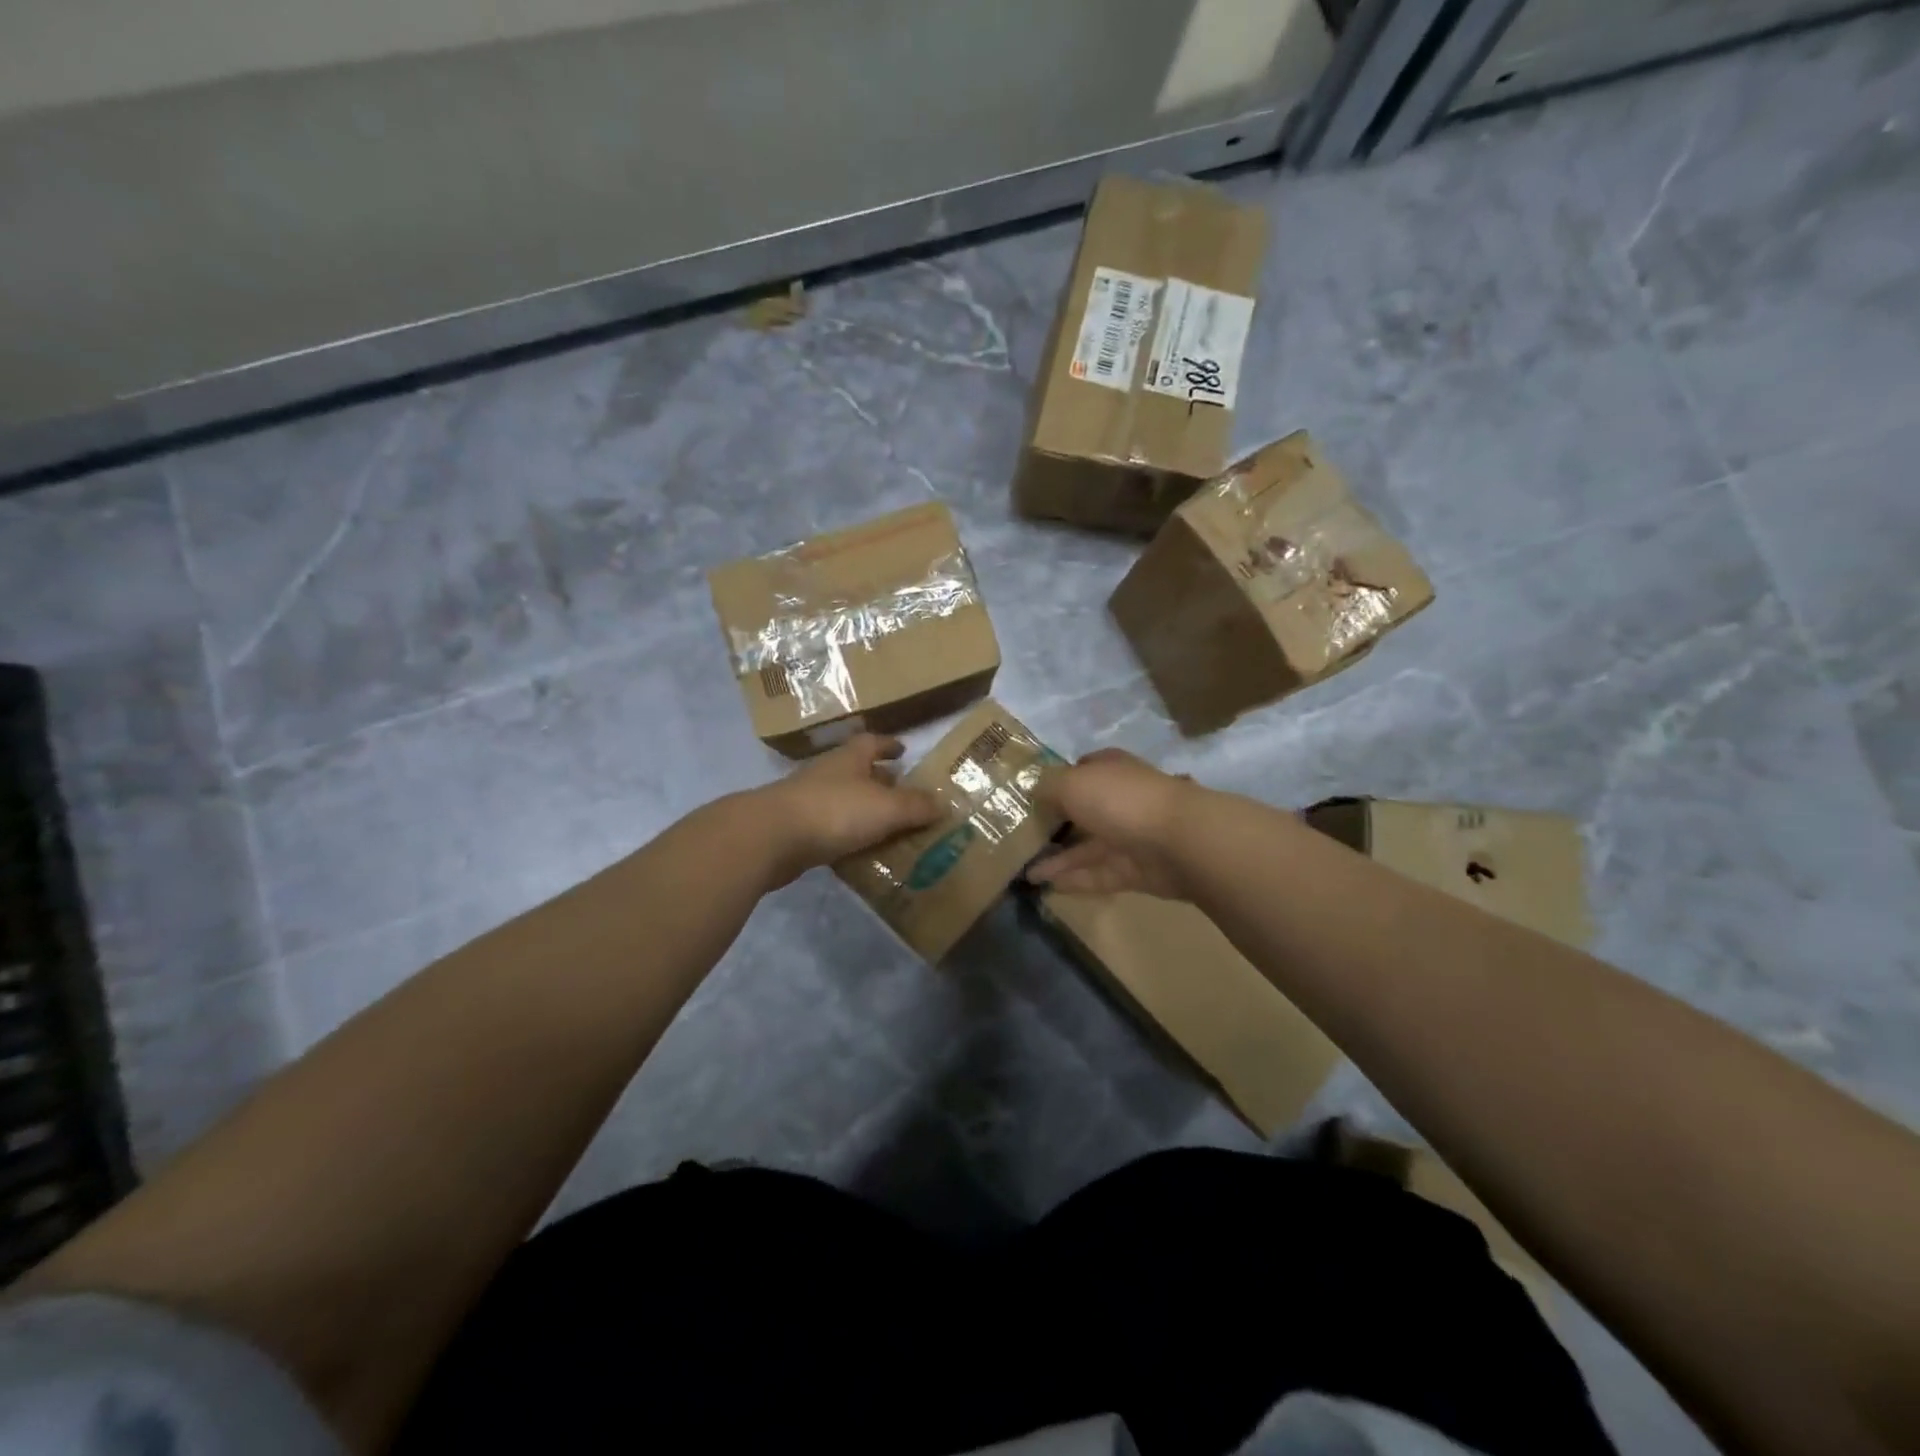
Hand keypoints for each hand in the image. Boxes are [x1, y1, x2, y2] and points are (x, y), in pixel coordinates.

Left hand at [755, 734, 941, 885]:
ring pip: (843, 801)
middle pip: (857, 771)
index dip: (889, 745)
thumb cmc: (834, 811)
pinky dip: (846, 836)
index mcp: (850, 759)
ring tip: (888, 826)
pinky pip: (830, 829)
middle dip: (879, 780)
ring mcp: (807, 801)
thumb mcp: (886, 808)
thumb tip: (944, 803)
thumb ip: (916, 806)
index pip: (872, 742)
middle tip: (903, 794)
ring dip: (863, 810)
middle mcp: (828, 774)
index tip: (904, 751)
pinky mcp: (795, 830)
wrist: (770, 838)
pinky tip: (860, 852)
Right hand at [1025, 749, 1195, 898]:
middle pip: (1082, 812)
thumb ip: (1047, 786)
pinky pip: (1098, 874)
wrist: (1179, 842)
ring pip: (1087, 847)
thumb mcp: (1072, 783)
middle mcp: (1120, 799)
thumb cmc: (1121, 801)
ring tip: (1024, 872)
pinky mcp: (1135, 870)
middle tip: (1019, 839)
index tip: (1029, 797)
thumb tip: (1031, 790)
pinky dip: (1074, 880)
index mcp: (1109, 770)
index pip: (1081, 770)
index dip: (1056, 781)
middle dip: (1054, 824)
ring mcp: (1129, 836)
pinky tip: (1047, 887)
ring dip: (1058, 859)